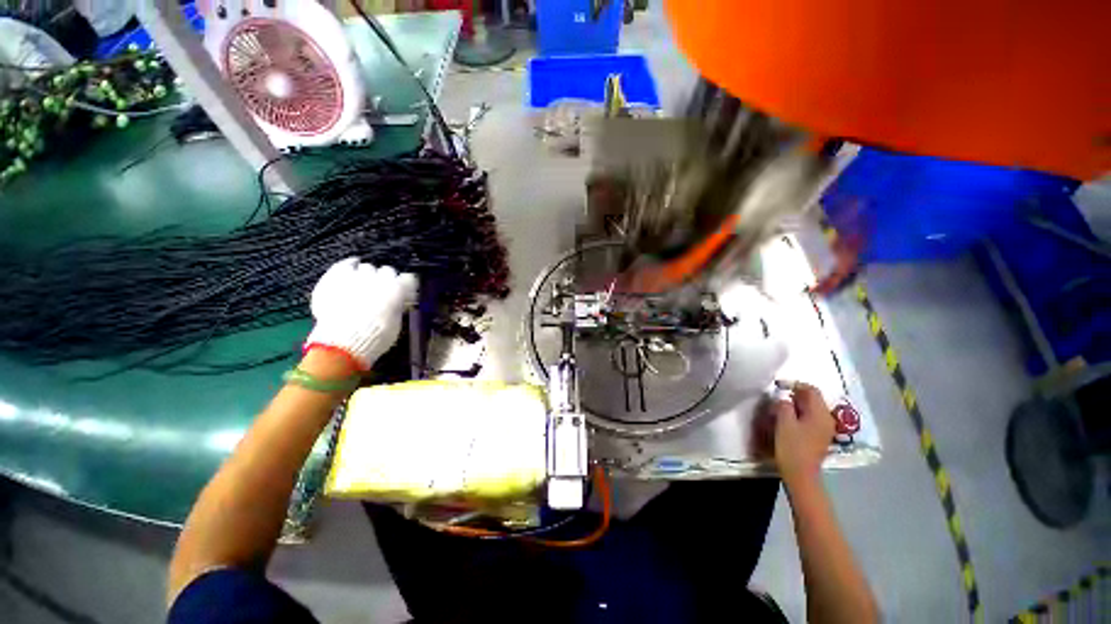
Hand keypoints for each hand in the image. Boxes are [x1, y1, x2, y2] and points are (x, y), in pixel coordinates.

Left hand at [305, 259, 416, 369]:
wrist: (342, 342)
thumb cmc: (375, 337)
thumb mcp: (396, 323)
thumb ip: (397, 307)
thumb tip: (398, 302)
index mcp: (397, 289)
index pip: (408, 279)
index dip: (406, 287)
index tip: (405, 293)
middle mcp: (379, 278)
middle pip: (387, 271)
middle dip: (386, 280)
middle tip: (381, 292)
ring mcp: (357, 275)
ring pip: (366, 268)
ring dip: (367, 275)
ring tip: (363, 284)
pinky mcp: (336, 277)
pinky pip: (345, 264)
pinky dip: (350, 265)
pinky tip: (351, 266)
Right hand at [771, 381, 834, 487]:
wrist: (801, 475)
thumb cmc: (792, 447)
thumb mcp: (784, 423)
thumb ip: (784, 405)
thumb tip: (784, 398)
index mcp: (820, 414)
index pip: (811, 390)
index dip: (794, 384)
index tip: (778, 386)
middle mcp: (827, 419)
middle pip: (813, 399)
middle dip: (795, 395)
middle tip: (777, 397)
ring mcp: (825, 429)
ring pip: (811, 408)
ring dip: (797, 405)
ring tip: (780, 408)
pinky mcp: (820, 436)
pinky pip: (811, 418)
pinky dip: (800, 414)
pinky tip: (788, 420)